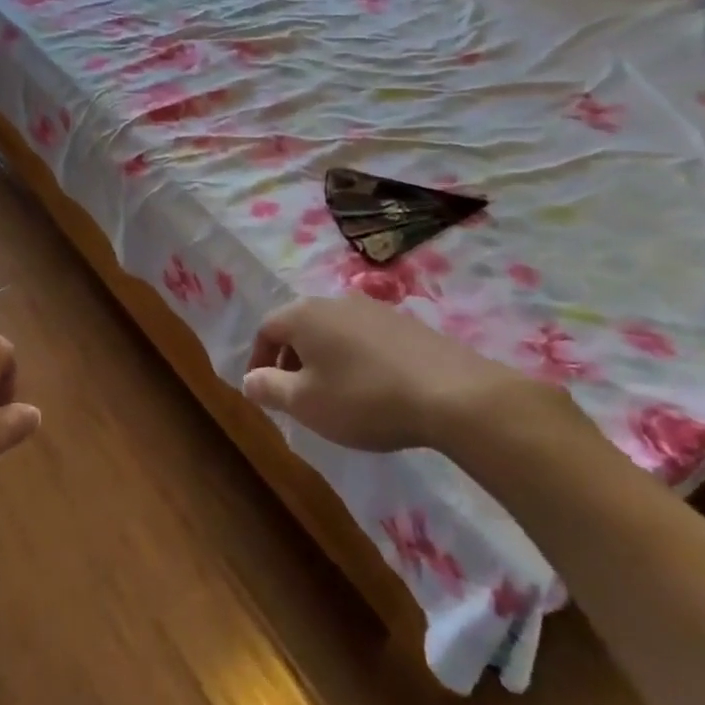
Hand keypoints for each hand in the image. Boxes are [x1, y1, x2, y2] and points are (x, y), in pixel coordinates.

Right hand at [243, 295, 562, 453]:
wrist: (455, 395)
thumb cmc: (364, 398)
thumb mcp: (305, 403)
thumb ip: (269, 388)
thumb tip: (249, 379)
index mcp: (304, 314)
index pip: (266, 329)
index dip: (258, 361)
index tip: (263, 391)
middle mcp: (336, 301)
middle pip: (300, 327)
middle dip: (291, 360)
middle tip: (295, 396)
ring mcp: (375, 309)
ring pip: (334, 332)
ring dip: (324, 359)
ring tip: (334, 394)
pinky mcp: (408, 324)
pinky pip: (365, 339)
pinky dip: (356, 359)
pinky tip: (372, 389)